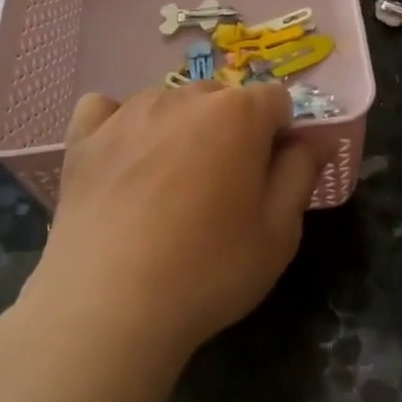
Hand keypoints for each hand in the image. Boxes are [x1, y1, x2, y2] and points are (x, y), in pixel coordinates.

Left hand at [21, 82, 317, 373]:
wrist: (108, 304)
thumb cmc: (209, 268)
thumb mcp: (279, 232)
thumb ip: (302, 172)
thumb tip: (316, 138)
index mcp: (238, 113)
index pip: (276, 101)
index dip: (280, 136)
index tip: (270, 178)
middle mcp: (184, 97)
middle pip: (221, 100)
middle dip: (231, 132)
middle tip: (222, 191)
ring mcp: (128, 113)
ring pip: (169, 105)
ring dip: (180, 131)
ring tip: (169, 188)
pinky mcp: (85, 137)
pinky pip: (106, 110)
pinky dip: (119, 127)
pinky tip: (122, 161)